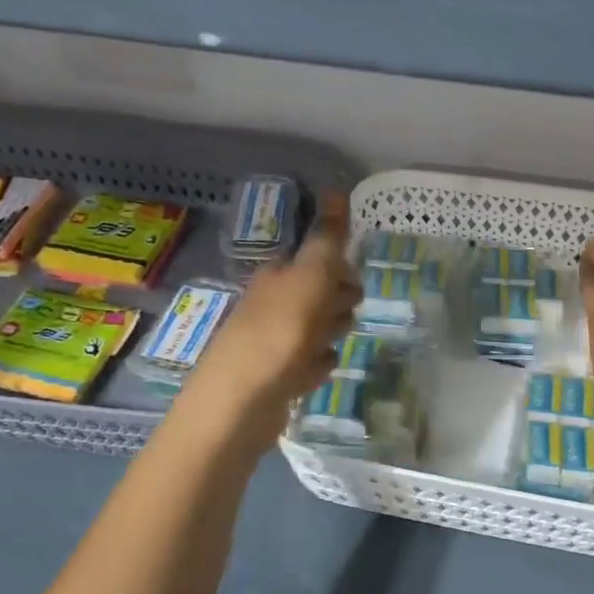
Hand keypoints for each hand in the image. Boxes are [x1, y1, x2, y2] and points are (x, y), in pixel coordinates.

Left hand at [177, 193, 360, 456]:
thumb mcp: (310, 278)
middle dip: (337, 301)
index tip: (354, 282)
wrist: (240, 403)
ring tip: (332, 341)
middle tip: (344, 314)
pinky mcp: (276, 378)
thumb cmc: (278, 334)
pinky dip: (317, 364)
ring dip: (329, 331)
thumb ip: (327, 239)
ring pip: (313, 328)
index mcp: (277, 276)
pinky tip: (321, 369)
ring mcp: (272, 343)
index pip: (314, 259)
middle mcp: (271, 305)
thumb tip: (338, 189)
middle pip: (316, 294)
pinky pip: (307, 363)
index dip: (338, 268)